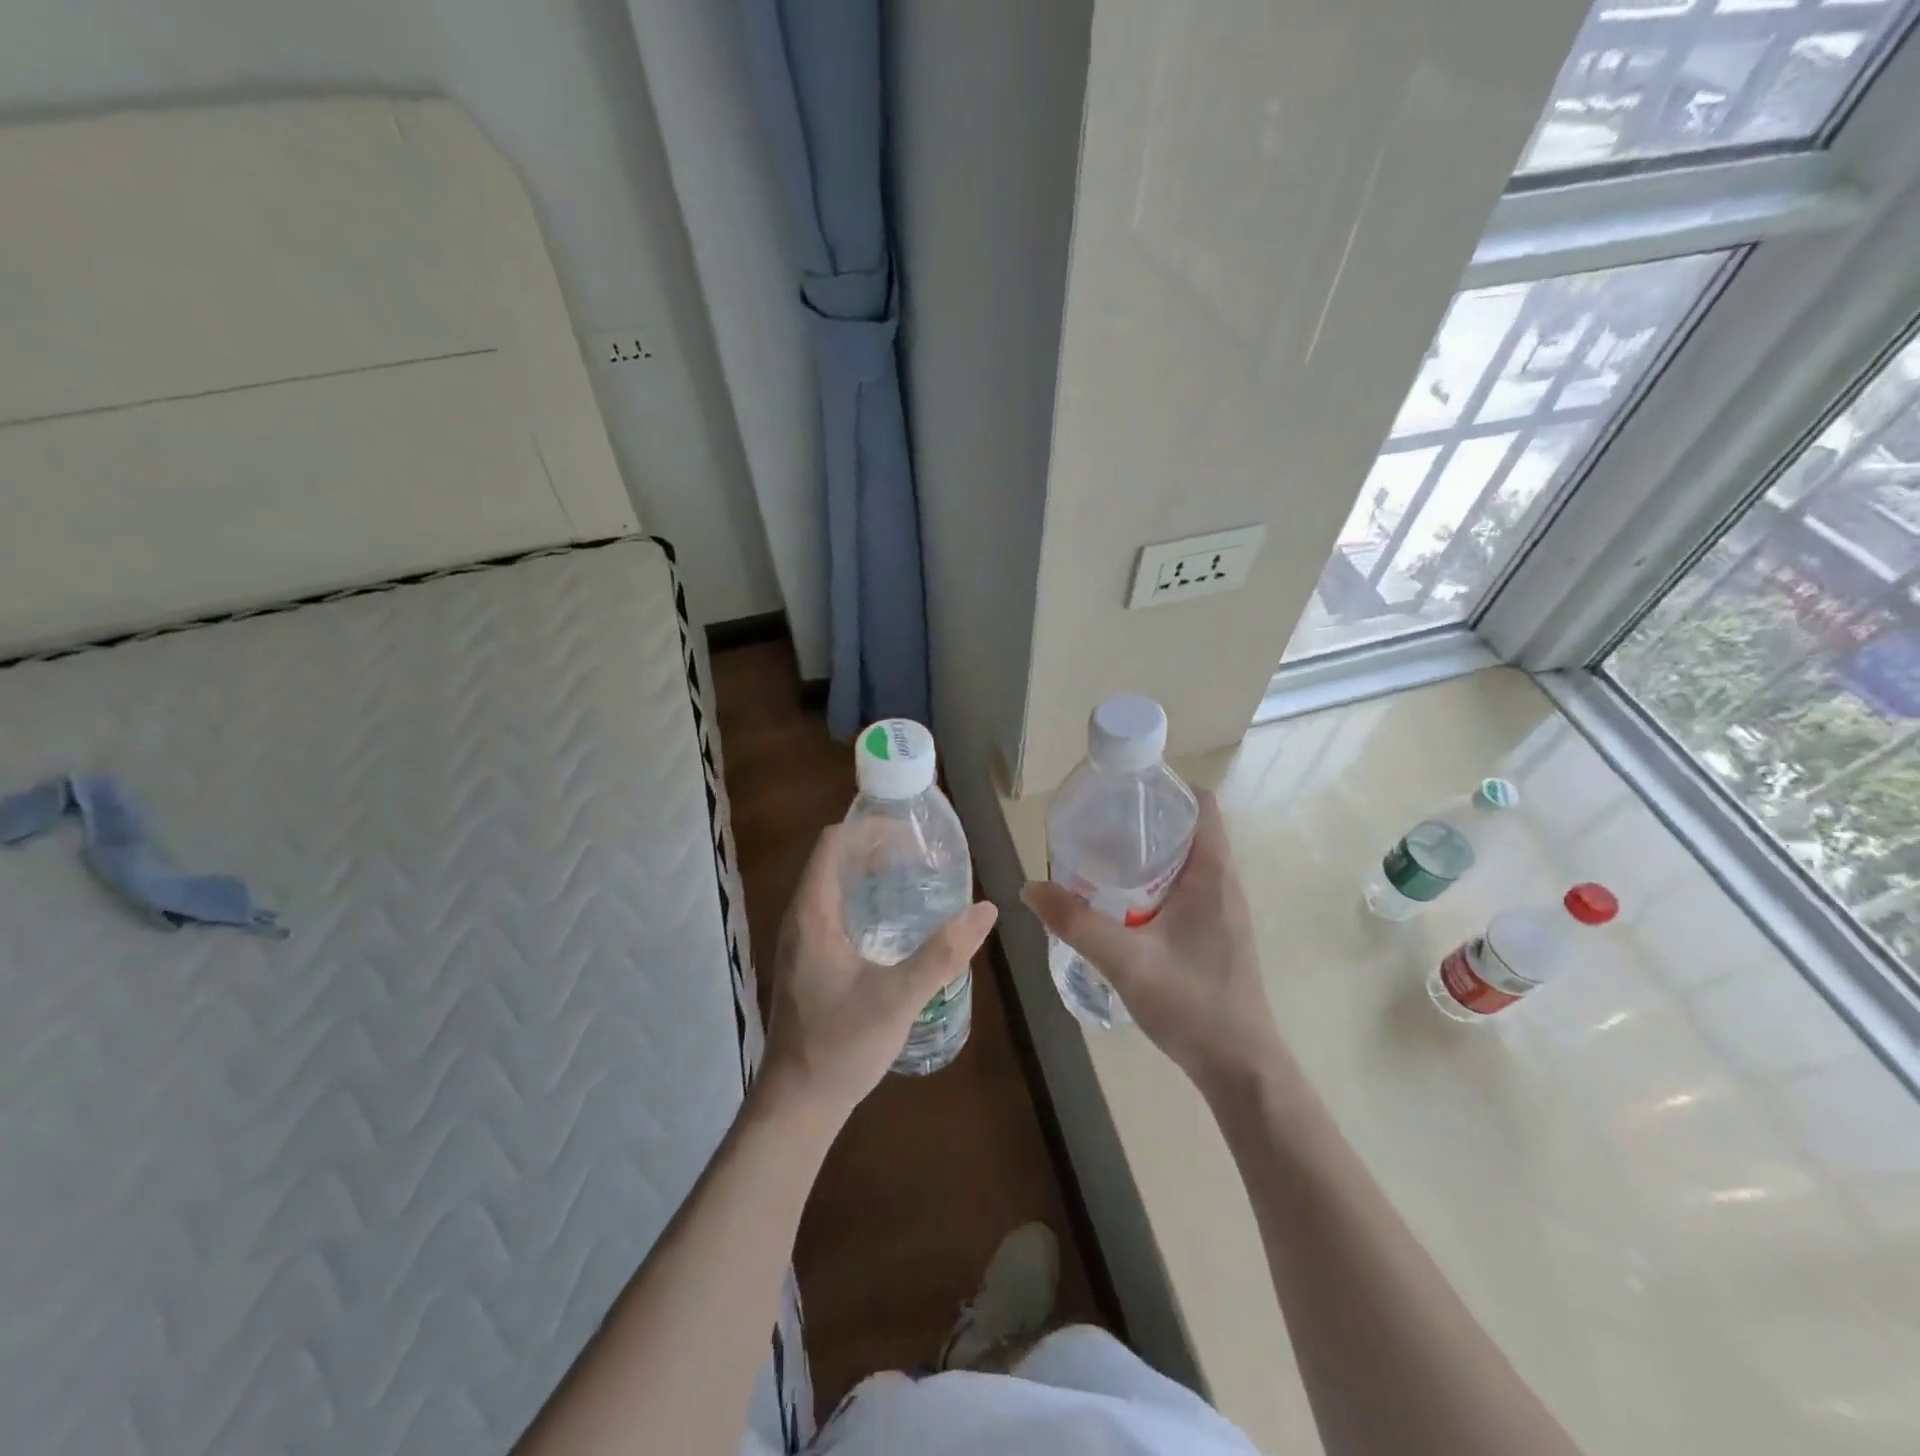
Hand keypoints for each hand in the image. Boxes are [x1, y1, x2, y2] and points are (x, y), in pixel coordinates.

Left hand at [760, 825, 996, 1123]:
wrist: (797, 1103)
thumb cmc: (840, 1046)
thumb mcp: (897, 999)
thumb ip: (942, 954)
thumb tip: (986, 910)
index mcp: (812, 914)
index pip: (833, 843)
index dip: (869, 828)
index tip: (911, 833)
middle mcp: (801, 919)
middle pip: (835, 860)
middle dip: (876, 848)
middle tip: (922, 855)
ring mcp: (802, 941)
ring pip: (834, 886)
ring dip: (870, 874)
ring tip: (914, 878)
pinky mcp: (809, 961)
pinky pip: (835, 911)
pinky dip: (864, 900)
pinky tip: (895, 922)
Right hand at [1022, 790, 1281, 1098]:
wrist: (1241, 1068)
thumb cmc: (1192, 1004)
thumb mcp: (1126, 961)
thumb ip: (1077, 923)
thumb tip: (1030, 887)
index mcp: (1213, 874)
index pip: (1201, 804)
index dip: (1166, 787)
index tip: (1123, 790)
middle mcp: (1224, 883)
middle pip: (1190, 828)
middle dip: (1146, 818)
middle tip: (1098, 823)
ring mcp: (1224, 910)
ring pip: (1188, 860)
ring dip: (1150, 852)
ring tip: (1102, 857)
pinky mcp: (1217, 933)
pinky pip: (1188, 887)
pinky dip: (1157, 881)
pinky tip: (1122, 903)